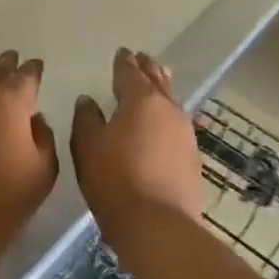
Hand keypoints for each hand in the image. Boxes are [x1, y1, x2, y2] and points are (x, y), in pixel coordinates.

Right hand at [71, 48, 206, 234]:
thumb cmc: (115, 180)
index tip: (122, 52)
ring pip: (171, 103)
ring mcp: (185, 135)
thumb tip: (88, 100)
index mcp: (141, 100)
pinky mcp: (192, 159)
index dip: (124, 62)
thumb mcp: (88, 146)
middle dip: (148, 69)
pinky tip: (162, 124)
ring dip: (161, 90)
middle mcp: (168, 110)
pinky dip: (166, 118)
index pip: (130, 73)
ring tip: (156, 83)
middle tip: (142, 58)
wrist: (158, 225)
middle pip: (157, 82)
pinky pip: (176, 126)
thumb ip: (86, 118)